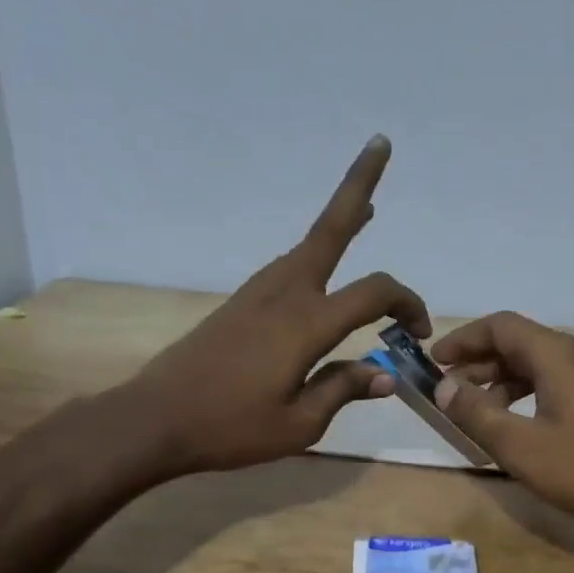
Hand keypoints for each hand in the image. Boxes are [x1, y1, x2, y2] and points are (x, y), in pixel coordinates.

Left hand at [125, 135, 431, 477]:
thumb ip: (344, 390)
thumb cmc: (231, 428)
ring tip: (366, 209)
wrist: (155, 420)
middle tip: (380, 144)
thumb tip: (385, 374)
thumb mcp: (300, 424)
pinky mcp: (241, 303)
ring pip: (309, 244)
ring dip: (340, 220)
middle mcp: (285, 293)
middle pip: (331, 228)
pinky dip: (315, 254)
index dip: (408, 305)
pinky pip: (290, 266)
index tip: (419, 335)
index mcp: (307, 323)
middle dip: (359, 184)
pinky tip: (322, 269)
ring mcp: (258, 293)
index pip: (374, 293)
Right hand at [429, 312, 573, 529]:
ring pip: (535, 365)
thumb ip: (476, 413)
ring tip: (474, 412)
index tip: (434, 362)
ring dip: (499, 382)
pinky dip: (523, 395)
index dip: (463, 340)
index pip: (500, 327)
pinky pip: (552, 383)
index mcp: (557, 355)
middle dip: (477, 363)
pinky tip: (513, 425)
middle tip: (447, 392)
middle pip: (517, 343)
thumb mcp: (520, 446)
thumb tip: (444, 387)